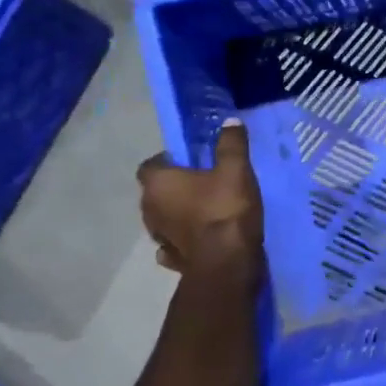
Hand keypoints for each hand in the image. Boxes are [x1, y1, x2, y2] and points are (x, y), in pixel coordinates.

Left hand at [138, 120, 264, 275]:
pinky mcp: (172, 260)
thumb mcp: (236, 169)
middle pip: (156, 192)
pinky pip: (173, 243)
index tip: (191, 161)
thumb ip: (231, 144)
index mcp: (158, 183)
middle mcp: (149, 209)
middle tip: (203, 182)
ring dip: (177, 214)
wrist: (227, 263)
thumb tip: (229, 122)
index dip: (168, 161)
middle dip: (174, 187)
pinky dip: (182, 238)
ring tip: (204, 210)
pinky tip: (200, 237)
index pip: (150, 165)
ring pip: (163, 219)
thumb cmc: (225, 209)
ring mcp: (158, 238)